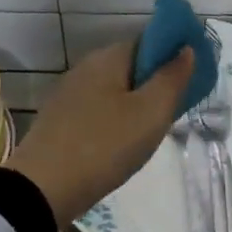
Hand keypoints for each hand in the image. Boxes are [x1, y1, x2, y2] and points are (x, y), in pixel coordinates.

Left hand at [4, 41, 193, 223]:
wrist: (41, 190)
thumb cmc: (105, 146)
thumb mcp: (151, 113)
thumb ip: (173, 78)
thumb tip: (187, 49)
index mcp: (108, 57)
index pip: (149, 41)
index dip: (173, 56)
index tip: (190, 81)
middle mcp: (86, 67)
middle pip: (131, 66)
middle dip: (155, 83)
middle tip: (174, 112)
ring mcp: (68, 94)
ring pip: (114, 90)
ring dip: (135, 104)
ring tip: (151, 133)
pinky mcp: (59, 120)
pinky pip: (98, 110)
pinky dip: (115, 120)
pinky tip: (121, 144)